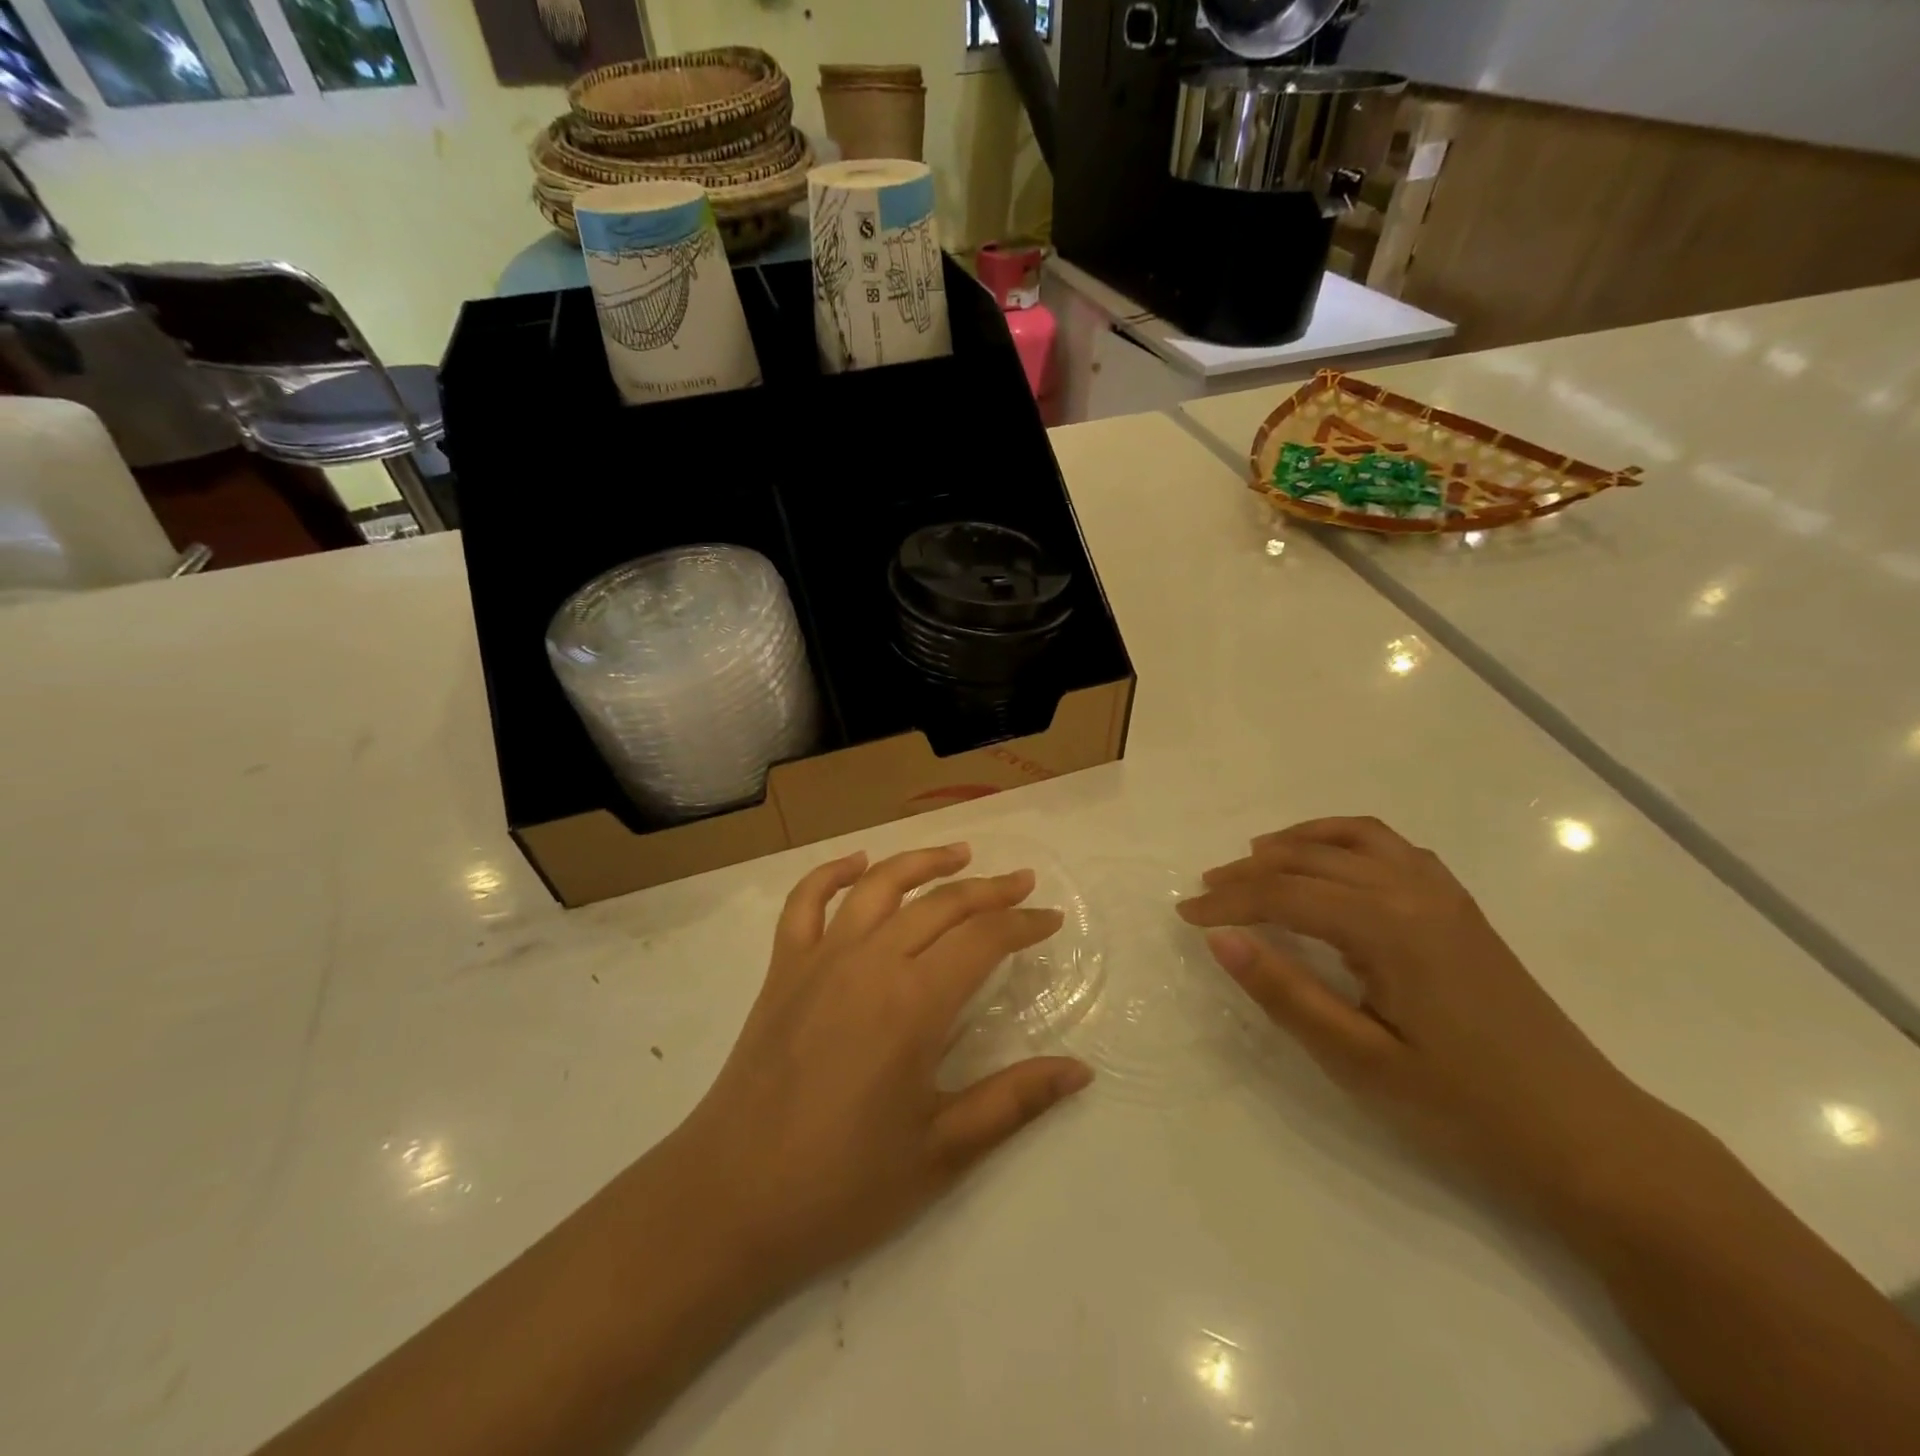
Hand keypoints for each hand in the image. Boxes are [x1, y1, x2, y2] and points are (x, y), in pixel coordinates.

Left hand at [669, 844, 1092, 1293]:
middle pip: (941, 904)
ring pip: (880, 886)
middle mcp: (869, 962)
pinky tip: (858, 863)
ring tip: (960, 853)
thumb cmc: (842, 1184)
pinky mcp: (782, 969)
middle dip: (990, 890)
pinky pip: (806, 902)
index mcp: (913, 1004)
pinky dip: (832, 873)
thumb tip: (1080, 1071)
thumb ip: (1014, 1101)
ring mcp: (819, 959)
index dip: (1023, 924)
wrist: (730, 1201)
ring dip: (923, 862)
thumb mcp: (942, 1151)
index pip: (983, 939)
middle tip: (1023, 884)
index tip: (1052, 920)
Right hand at [1179, 817, 1681, 1210]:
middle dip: (1251, 870)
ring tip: (1257, 857)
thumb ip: (1286, 993)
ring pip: (1356, 837)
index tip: (1185, 914)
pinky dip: (1346, 842)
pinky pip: (1392, 849)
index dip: (1228, 902)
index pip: (1285, 895)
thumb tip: (1221, 940)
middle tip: (1207, 890)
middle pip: (1312, 859)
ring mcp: (1445, 895)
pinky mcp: (1461, 910)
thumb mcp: (1360, 1061)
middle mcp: (1414, 890)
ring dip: (1299, 840)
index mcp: (1388, 925)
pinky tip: (1332, 868)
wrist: (1590, 1139)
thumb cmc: (1467, 1110)